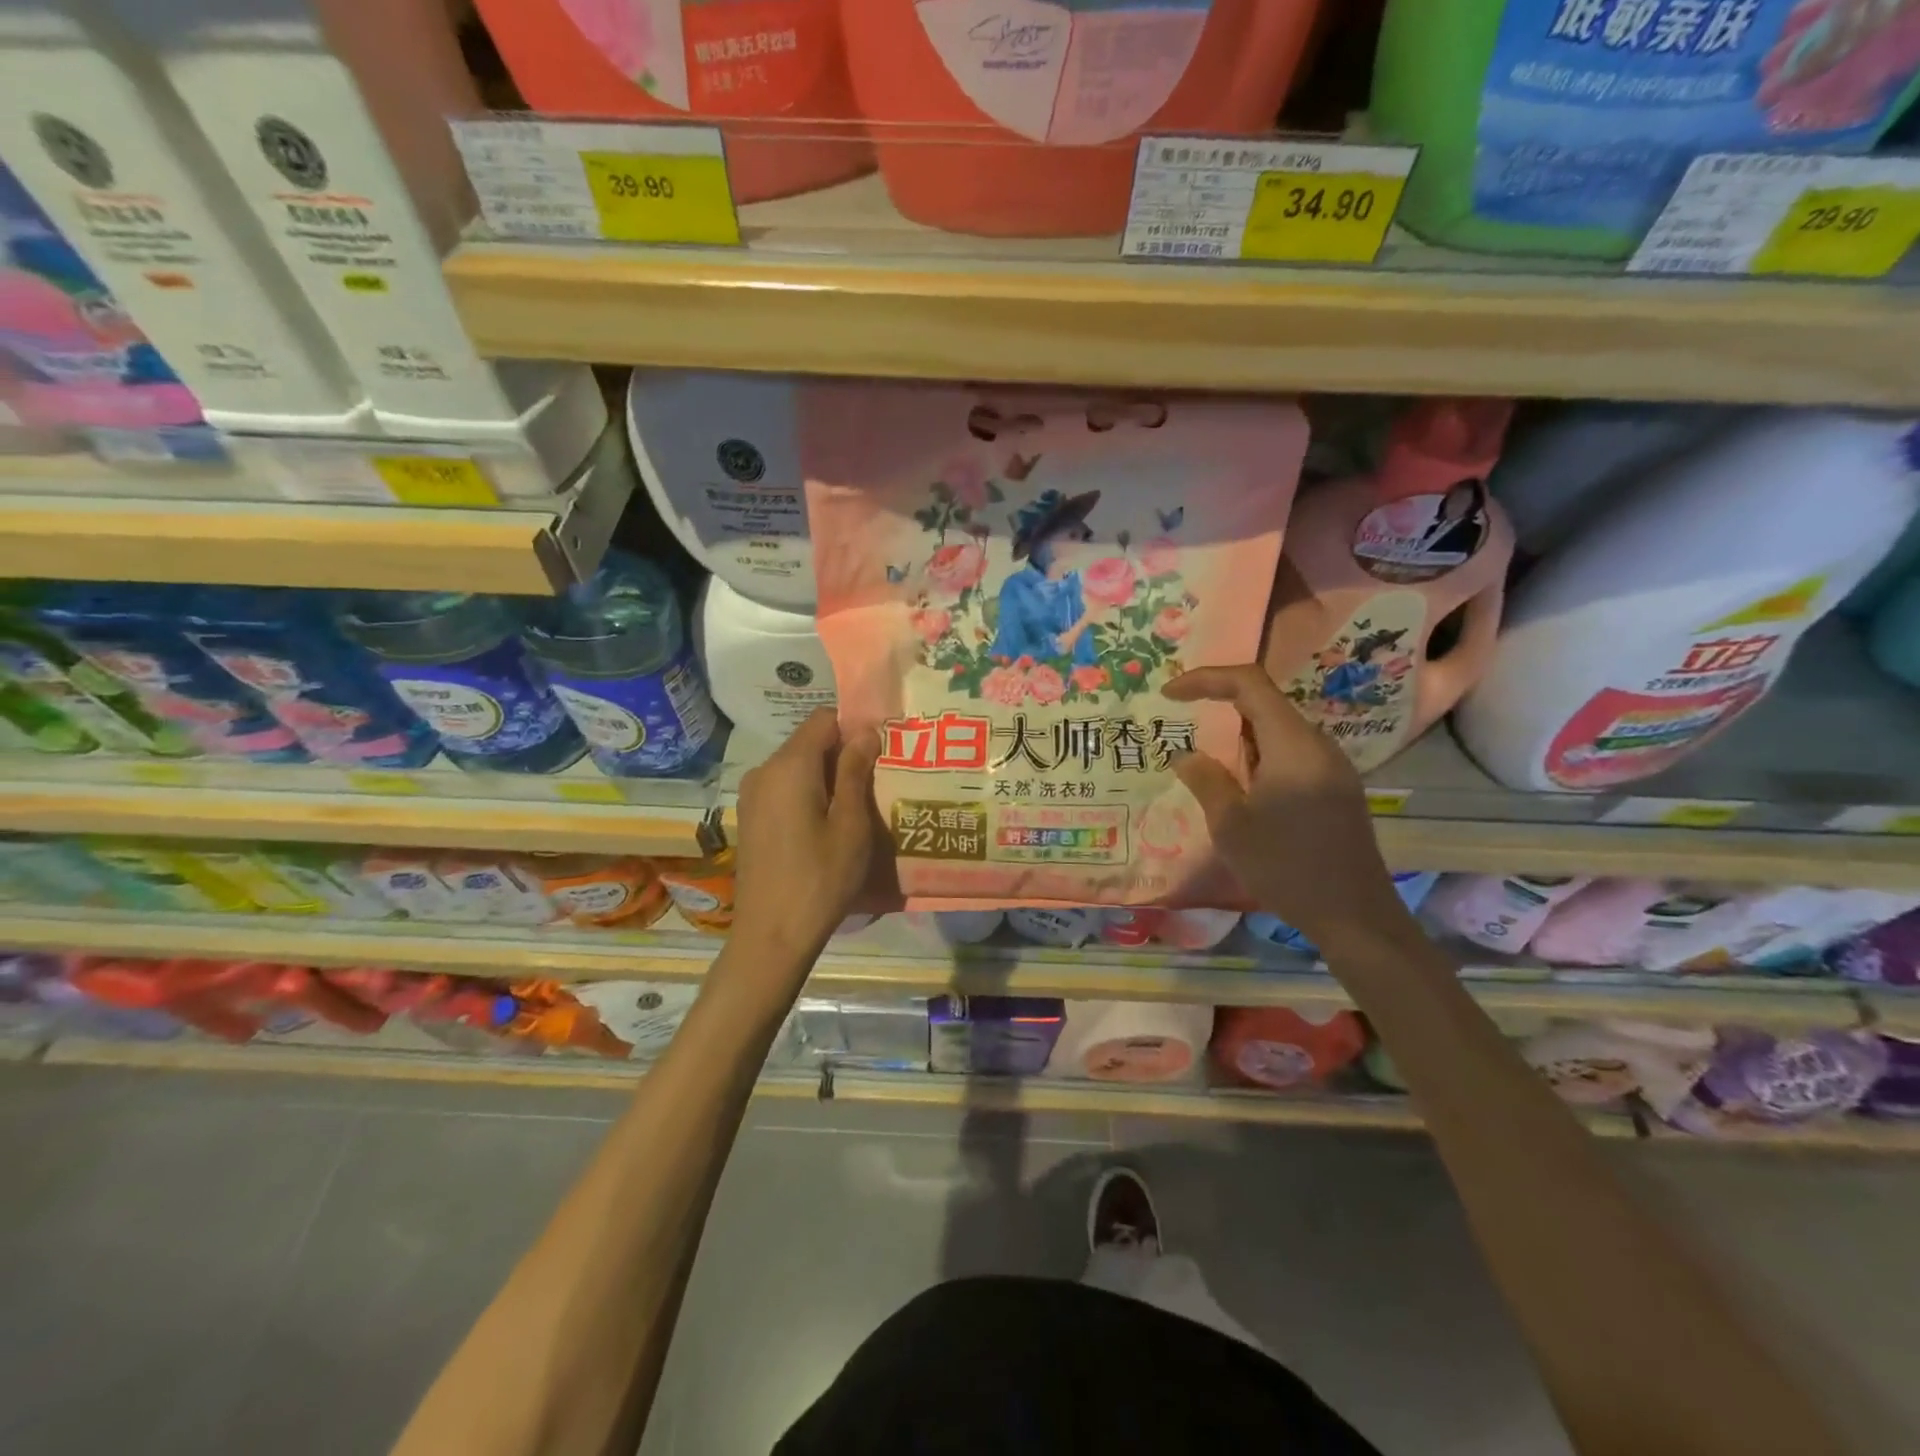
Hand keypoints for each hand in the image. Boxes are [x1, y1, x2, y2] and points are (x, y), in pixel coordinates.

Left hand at [730, 708, 880, 969]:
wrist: (772, 935)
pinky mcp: (751, 818)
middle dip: (843, 753)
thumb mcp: (850, 824)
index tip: (882, 749)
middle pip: (809, 742)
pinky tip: (830, 824)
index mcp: (789, 766)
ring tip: (859, 804)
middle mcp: (764, 771)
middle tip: (878, 779)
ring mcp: (752, 796)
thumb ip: (855, 771)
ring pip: (798, 767)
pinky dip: (810, 794)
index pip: (823, 720)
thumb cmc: (820, 878)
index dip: (854, 727)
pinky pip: (785, 789)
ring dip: (828, 776)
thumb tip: (866, 731)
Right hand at [1164, 665, 1414, 955]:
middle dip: (1220, 704)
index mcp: (1292, 745)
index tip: (1170, 693)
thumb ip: (1206, 780)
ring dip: (1239, 733)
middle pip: (1265, 703)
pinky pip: (1291, 752)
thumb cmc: (1286, 867)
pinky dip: (1258, 754)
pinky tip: (1240, 783)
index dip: (1206, 679)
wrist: (1354, 916)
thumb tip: (1185, 754)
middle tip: (1182, 719)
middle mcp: (1317, 745)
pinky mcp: (1336, 788)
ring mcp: (1332, 766)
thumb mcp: (1231, 825)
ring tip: (1205, 755)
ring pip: (1278, 729)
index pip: (1250, 684)